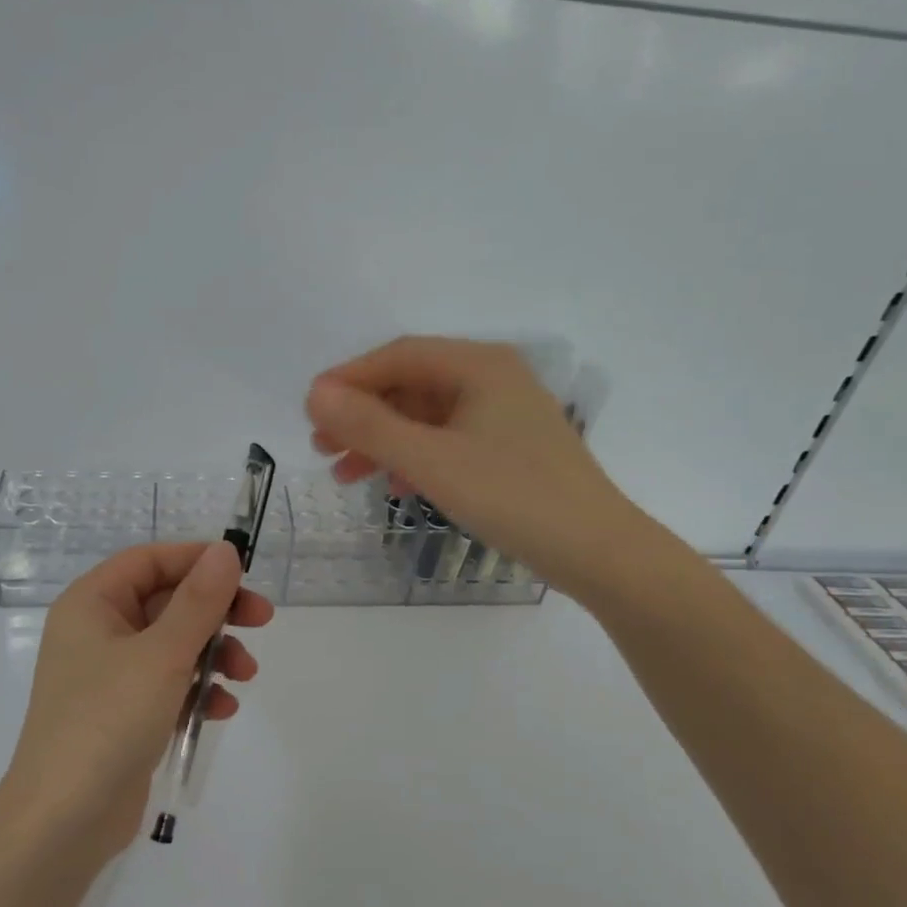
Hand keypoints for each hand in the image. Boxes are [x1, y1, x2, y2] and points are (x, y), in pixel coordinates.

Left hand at [0, 541, 273, 863]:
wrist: (63, 821)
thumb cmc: (108, 720)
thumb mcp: (162, 654)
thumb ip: (199, 601)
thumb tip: (224, 552)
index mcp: (91, 604)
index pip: (149, 561)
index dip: (196, 560)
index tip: (242, 573)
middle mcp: (97, 632)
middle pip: (167, 602)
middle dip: (216, 613)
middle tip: (261, 619)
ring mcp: (110, 676)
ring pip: (174, 645)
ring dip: (214, 654)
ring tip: (245, 676)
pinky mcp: (124, 714)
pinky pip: (169, 685)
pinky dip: (197, 690)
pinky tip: (221, 709)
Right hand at [307, 336, 632, 588]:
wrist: (596, 551)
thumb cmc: (512, 497)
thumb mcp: (432, 461)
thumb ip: (370, 426)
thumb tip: (315, 394)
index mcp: (480, 365)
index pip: (399, 356)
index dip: (349, 379)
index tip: (309, 409)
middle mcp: (493, 378)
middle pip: (411, 384)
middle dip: (363, 415)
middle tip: (321, 446)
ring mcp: (504, 414)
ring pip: (426, 416)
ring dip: (383, 440)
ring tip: (344, 472)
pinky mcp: (509, 447)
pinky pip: (447, 440)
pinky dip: (414, 457)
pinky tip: (393, 484)